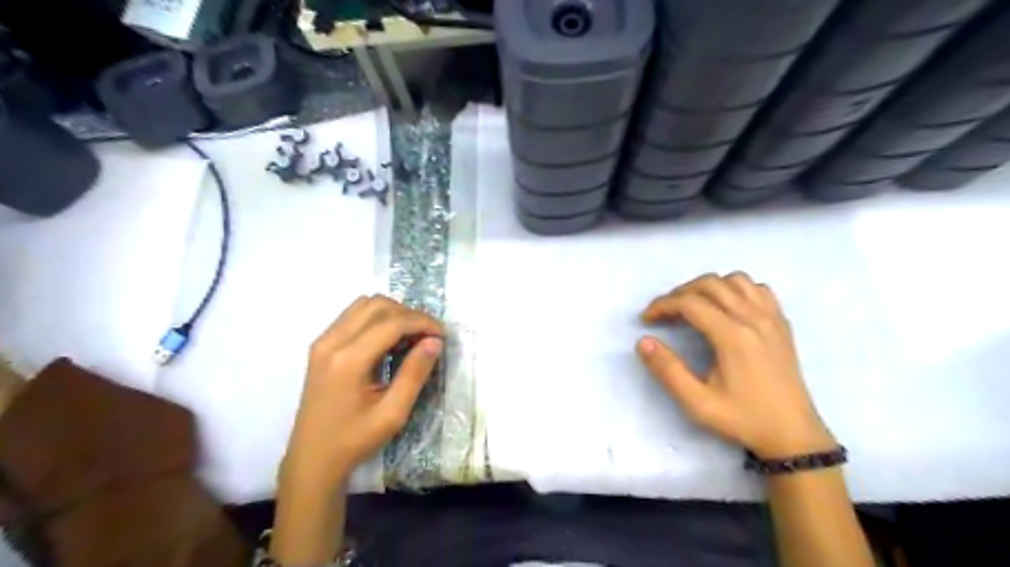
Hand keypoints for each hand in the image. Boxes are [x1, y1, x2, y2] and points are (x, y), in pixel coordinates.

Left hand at [281, 297, 441, 490]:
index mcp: (349, 360)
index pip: (392, 322)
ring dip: (393, 313)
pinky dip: (377, 318)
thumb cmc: (354, 440)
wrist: (312, 458)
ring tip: (410, 336)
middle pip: (378, 305)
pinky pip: (353, 315)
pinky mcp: (321, 345)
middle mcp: (332, 341)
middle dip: (409, 314)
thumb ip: (415, 374)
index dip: (422, 322)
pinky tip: (389, 340)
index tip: (442, 335)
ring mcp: (323, 341)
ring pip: (364, 304)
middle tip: (428, 336)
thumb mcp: (393, 413)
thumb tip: (435, 341)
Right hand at [637, 272, 835, 458]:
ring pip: (735, 280)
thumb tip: (643, 342)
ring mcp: (772, 318)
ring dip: (708, 287)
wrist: (793, 434)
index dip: (662, 305)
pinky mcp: (782, 323)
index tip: (647, 319)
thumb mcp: (698, 403)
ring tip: (693, 306)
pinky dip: (737, 289)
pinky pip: (758, 289)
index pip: (690, 303)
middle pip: (710, 284)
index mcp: (733, 337)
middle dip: (680, 293)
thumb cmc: (743, 419)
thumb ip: (668, 371)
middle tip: (665, 313)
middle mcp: (754, 319)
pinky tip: (727, 307)